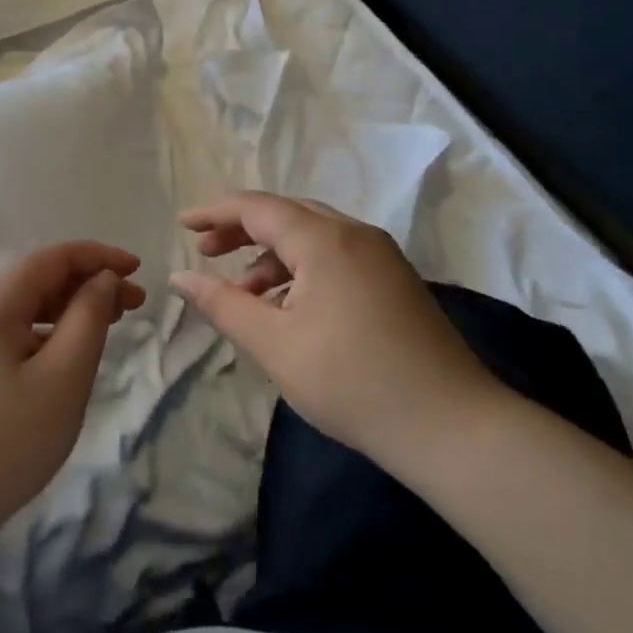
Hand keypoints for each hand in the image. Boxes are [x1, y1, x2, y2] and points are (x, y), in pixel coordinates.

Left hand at [0, 242, 145, 543]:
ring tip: (104, 326)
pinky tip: (59, 353)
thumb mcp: (63, 378)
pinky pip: (1, 330)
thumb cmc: (6, 440)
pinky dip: (37, 331)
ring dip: (64, 309)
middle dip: (86, 285)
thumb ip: (89, 318)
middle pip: (34, 279)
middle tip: (133, 306)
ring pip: (18, 306)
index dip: (99, 257)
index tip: (138, 270)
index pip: (53, 258)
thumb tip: (100, 280)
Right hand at [170, 193, 504, 469]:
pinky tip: (287, 308)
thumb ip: (223, 305)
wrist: (451, 425)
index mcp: (325, 240)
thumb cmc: (352, 382)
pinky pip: (335, 257)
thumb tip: (181, 277)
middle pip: (287, 214)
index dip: (215, 212)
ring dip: (271, 255)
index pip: (258, 207)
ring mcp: (381, 257)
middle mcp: (355, 235)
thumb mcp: (274, 345)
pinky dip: (301, 271)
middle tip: (206, 253)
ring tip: (243, 293)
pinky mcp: (395, 281)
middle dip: (242, 230)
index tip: (181, 225)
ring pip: (313, 237)